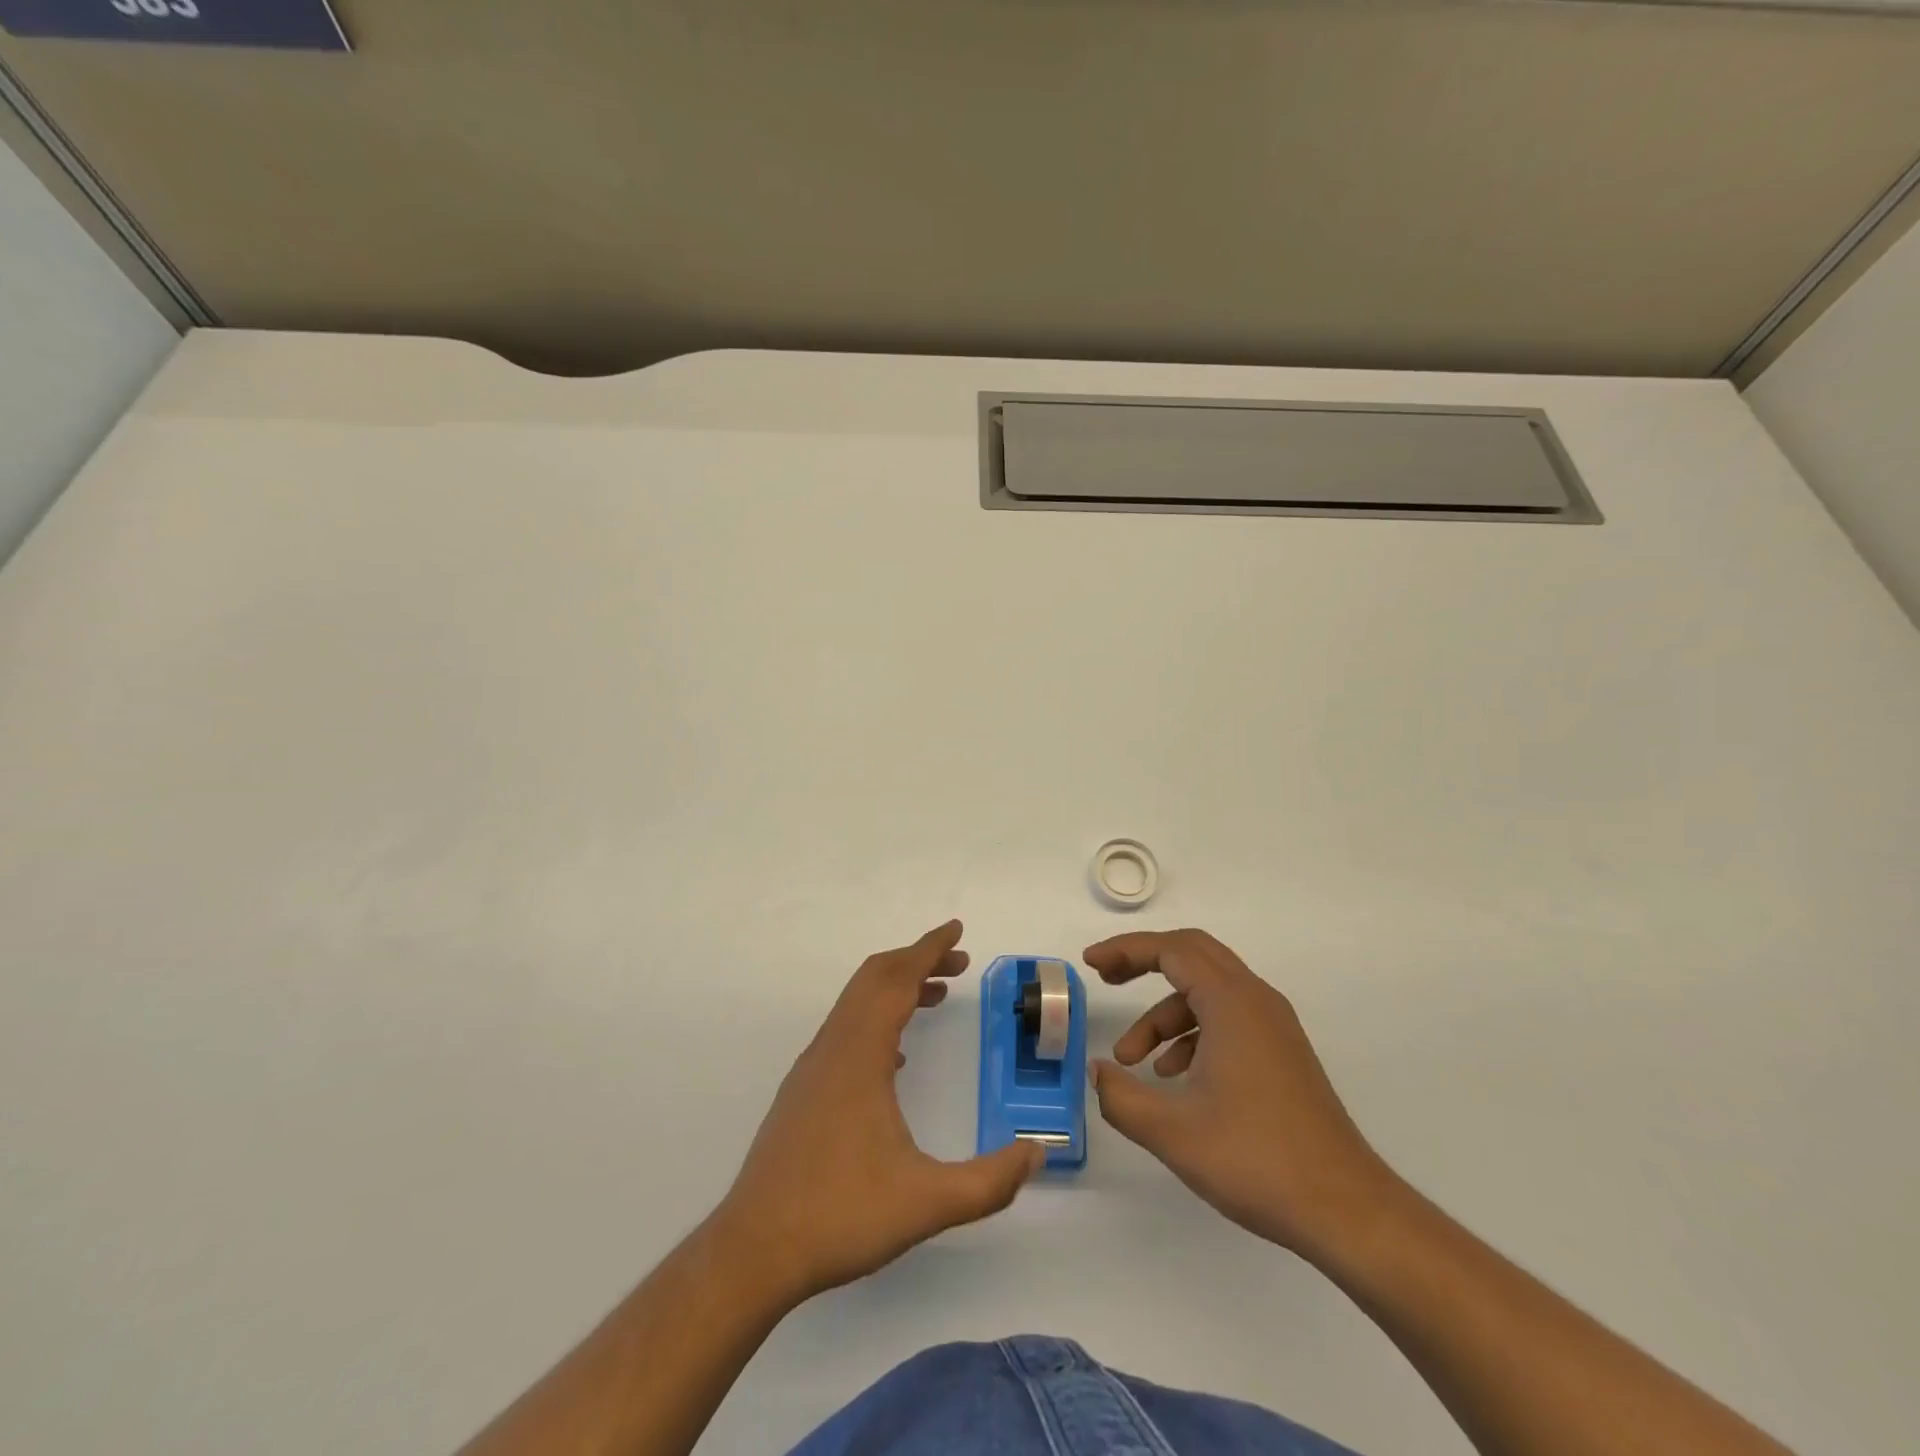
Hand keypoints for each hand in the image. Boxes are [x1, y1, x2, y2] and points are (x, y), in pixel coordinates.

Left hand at [710, 921, 1042, 1304]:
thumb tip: (1036, 1155)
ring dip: (896, 988)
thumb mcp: (926, 1203)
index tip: (956, 930)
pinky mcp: (802, 1091)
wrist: (753, 1251)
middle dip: (917, 960)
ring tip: (935, 996)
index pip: (897, 979)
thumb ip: (989, 1182)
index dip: (928, 948)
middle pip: (874, 978)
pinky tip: (896, 1054)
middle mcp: (833, 1047)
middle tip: (958, 962)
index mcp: (860, 1054)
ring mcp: (812, 1068)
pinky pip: (844, 1030)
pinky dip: (876, 1017)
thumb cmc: (840, 1216)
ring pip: (856, 1003)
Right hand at [1086, 928, 1394, 1260]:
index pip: (1170, 950)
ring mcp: (1273, 1026)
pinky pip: (1226, 1019)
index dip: (1125, 950)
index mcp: (1232, 1002)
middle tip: (1106, 979)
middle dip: (1144, 962)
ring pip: (1207, 993)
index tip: (1091, 964)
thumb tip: (1097, 1073)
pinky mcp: (1281, 1052)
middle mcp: (1256, 1000)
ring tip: (1134, 1061)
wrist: (1346, 1210)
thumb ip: (1121, 1098)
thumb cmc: (1257, 1160)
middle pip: (1192, 955)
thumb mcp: (1173, 1132)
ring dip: (1164, 1015)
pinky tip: (1175, 1078)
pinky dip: (1192, 1033)